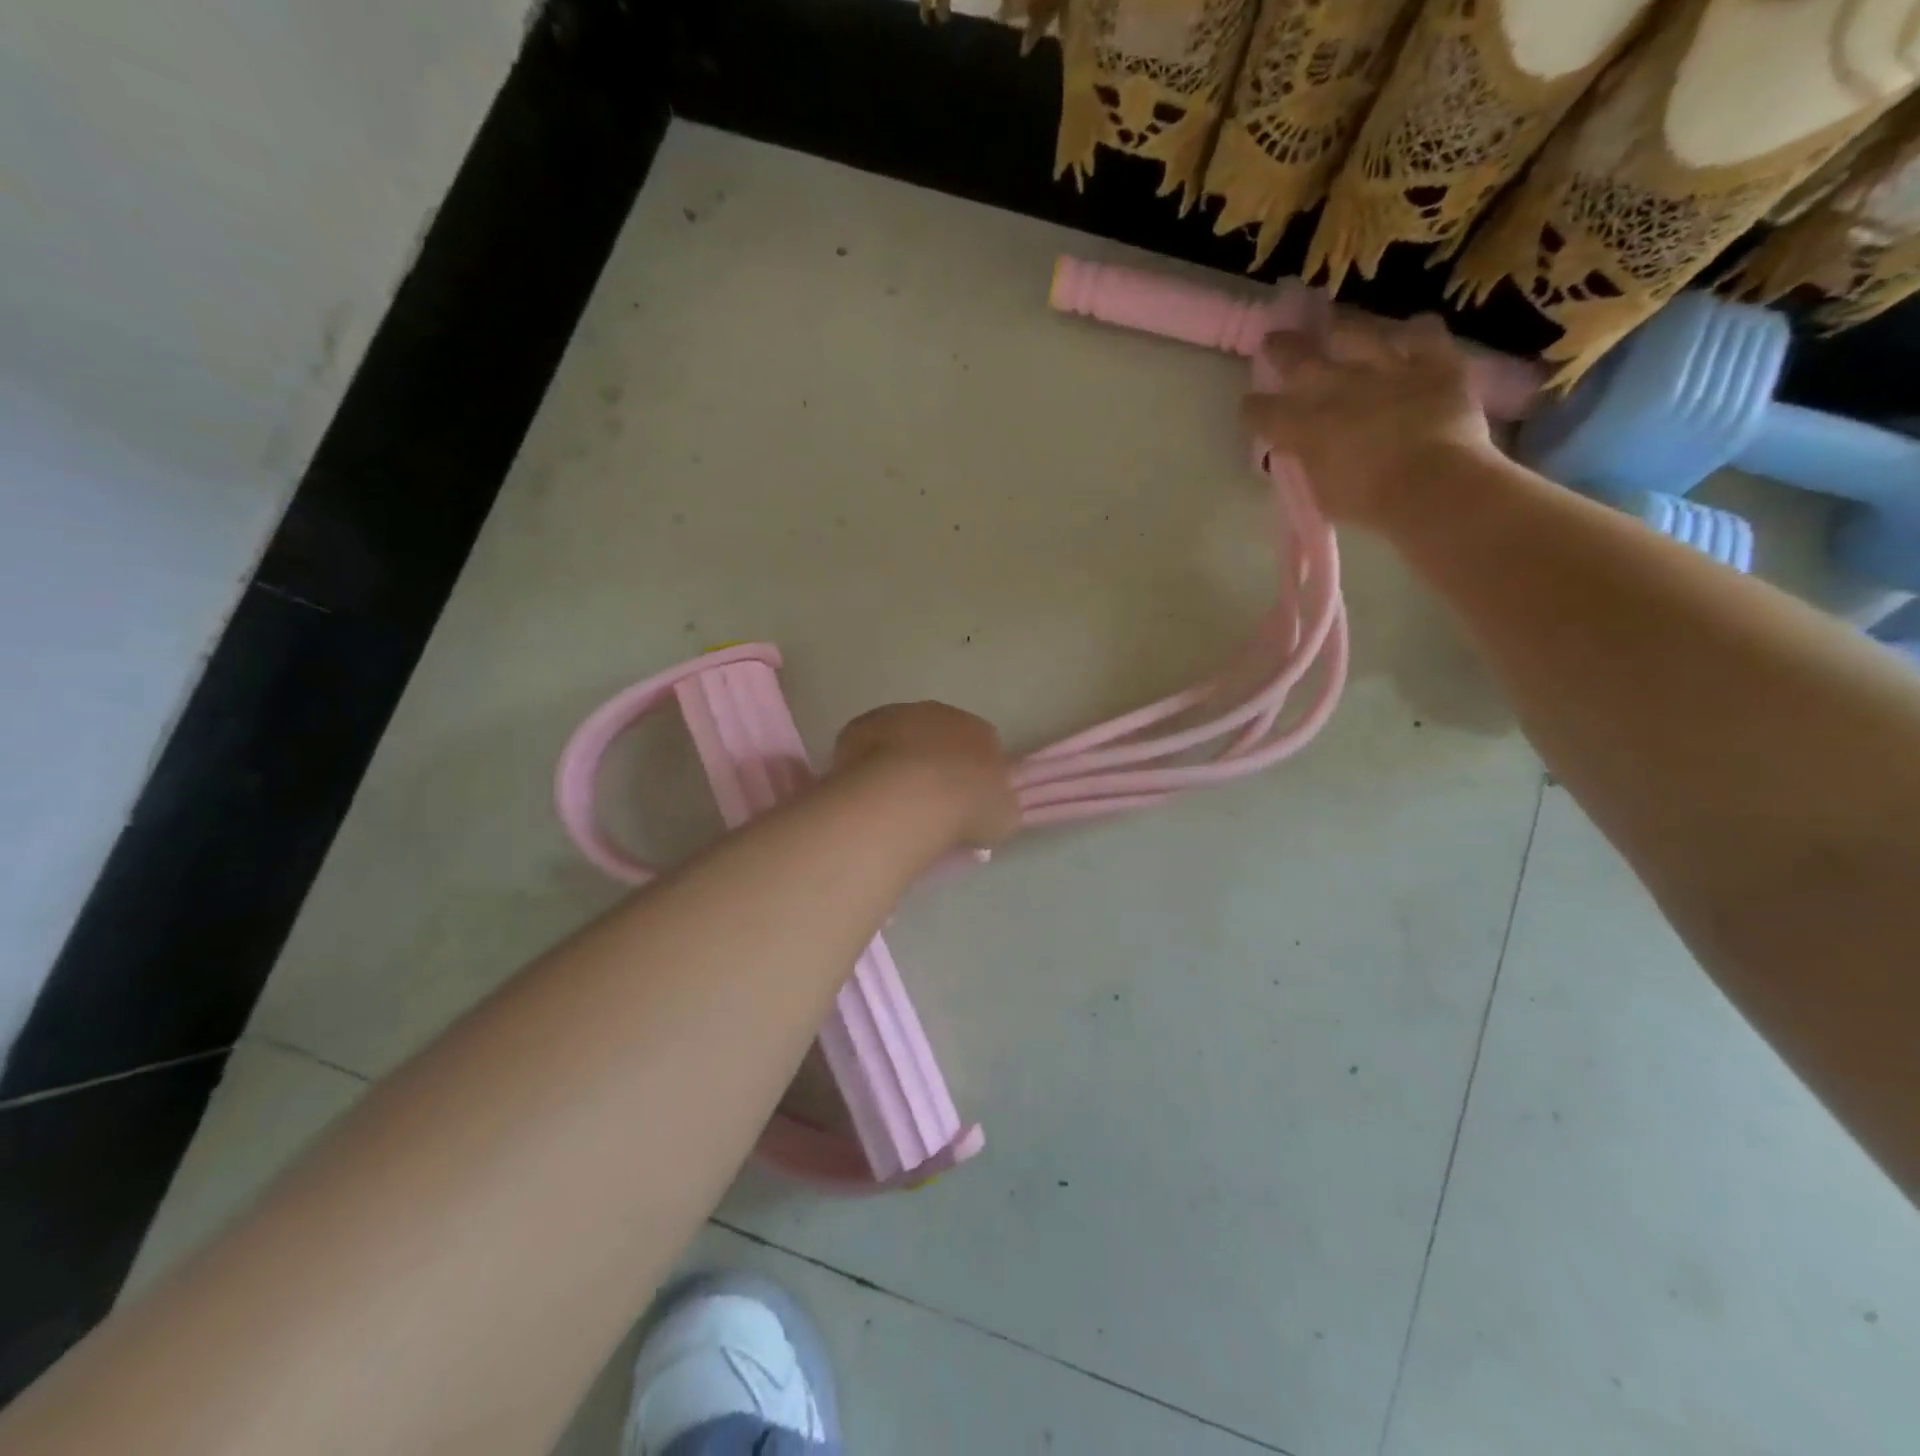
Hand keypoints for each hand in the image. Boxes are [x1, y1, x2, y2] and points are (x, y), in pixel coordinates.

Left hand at [831, 702, 1021, 847]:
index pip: (983, 746)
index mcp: (982, 732)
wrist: (910, 798)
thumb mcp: (1002, 818)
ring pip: (901, 736)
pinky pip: (866, 744)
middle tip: (926, 801)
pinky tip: (866, 792)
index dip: (971, 773)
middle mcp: (942, 714)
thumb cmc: (965, 809)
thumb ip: (998, 806)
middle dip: (934, 762)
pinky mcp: (862, 725)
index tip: (963, 800)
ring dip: (899, 760)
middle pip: (939, 736)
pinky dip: (866, 764)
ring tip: (892, 801)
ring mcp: (899, 715)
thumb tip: (991, 807)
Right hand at [1240, 310, 1499, 532]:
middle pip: (1300, 359)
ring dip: (1342, 326)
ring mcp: (1386, 368)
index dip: (1253, 408)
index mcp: (1304, 425)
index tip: (1249, 406)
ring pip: (1357, 332)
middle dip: (1282, 350)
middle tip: (1274, 340)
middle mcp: (1338, 387)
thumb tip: (1301, 448)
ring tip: (1335, 322)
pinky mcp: (1434, 362)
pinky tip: (1408, 332)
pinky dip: (1413, 332)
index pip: (1264, 411)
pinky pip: (1423, 332)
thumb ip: (1309, 462)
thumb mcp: (1322, 492)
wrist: (1434, 485)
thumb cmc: (1370, 502)